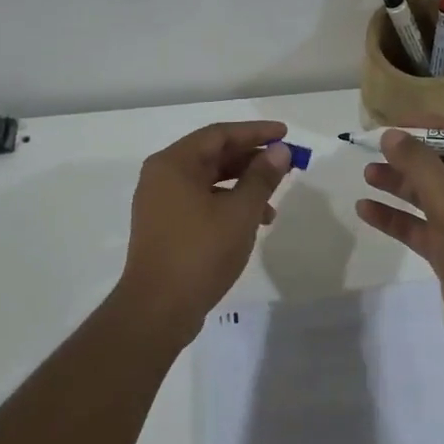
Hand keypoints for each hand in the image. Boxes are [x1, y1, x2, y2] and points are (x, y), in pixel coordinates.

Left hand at [118, 120, 291, 347]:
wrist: (158, 310)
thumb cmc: (200, 252)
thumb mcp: (240, 212)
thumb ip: (262, 177)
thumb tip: (279, 151)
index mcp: (174, 163)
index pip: (219, 134)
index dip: (255, 132)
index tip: (285, 134)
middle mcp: (162, 176)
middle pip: (213, 155)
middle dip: (251, 158)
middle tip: (285, 163)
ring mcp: (160, 202)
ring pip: (209, 180)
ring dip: (242, 185)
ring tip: (273, 202)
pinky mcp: (165, 226)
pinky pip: (201, 201)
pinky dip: (227, 204)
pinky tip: (252, 223)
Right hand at [355, 116, 443, 369]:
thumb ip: (422, 168)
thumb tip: (392, 135)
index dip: (430, 127)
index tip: (395, 123)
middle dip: (410, 157)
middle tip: (373, 149)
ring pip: (430, 195)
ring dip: (400, 185)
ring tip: (366, 175)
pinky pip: (422, 225)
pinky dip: (397, 217)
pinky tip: (366, 210)